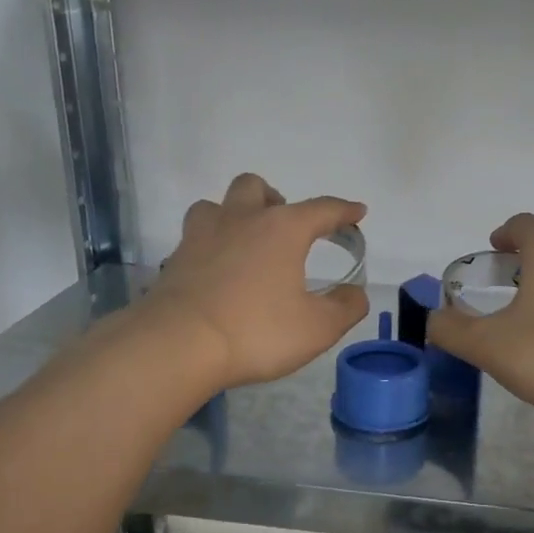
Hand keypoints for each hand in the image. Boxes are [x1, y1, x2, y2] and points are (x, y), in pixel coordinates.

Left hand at [139, 173, 368, 389]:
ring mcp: (202, 236)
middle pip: (256, 187)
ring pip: (216, 205)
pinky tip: (217, 271)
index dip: (344, 210)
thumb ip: (345, 307)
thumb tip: (355, 294)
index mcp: (282, 229)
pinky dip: (211, 245)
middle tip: (285, 227)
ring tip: (245, 241)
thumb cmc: (256, 331)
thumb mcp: (317, 328)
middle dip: (275, 199)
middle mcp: (241, 220)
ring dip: (235, 214)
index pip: (322, 209)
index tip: (357, 212)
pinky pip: (196, 237)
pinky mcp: (176, 259)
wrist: (178, 344)